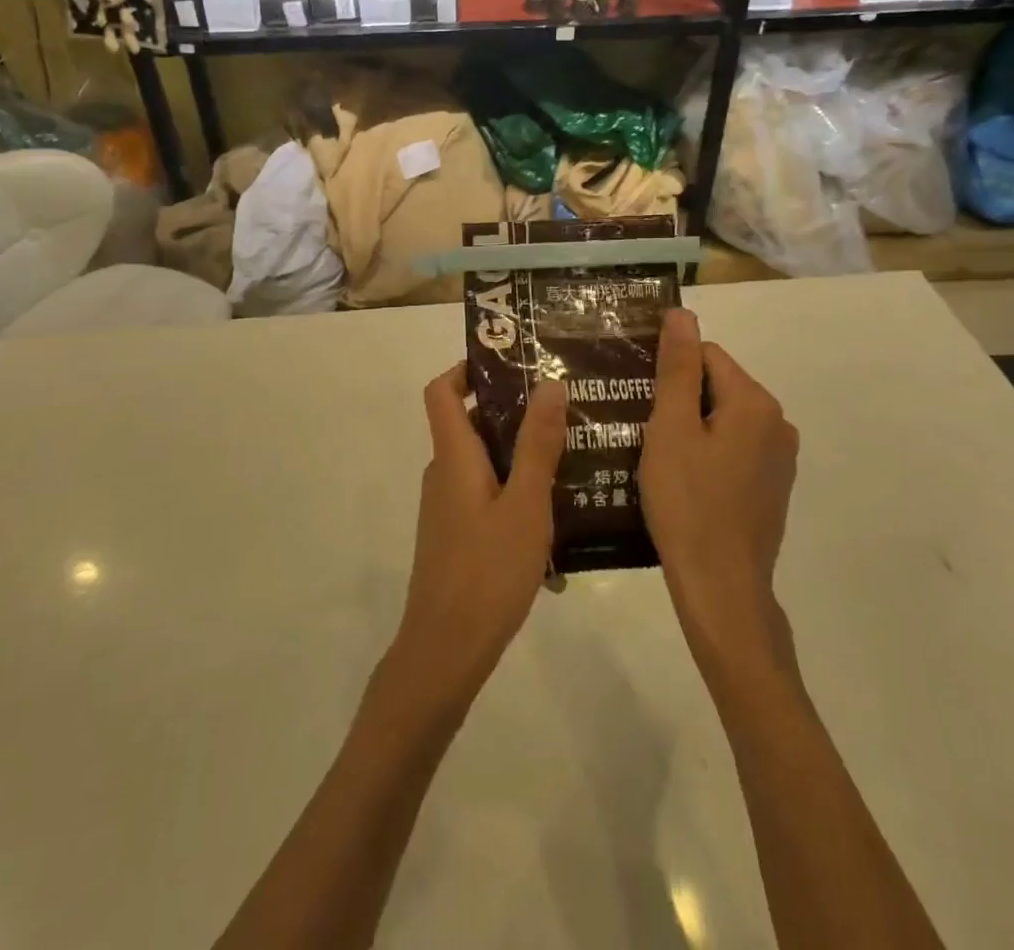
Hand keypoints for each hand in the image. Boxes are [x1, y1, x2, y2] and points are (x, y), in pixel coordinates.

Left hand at [390, 366, 566, 709]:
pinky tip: (556, 513)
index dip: (467, 369)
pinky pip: (486, 494)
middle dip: (513, 412)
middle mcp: (444, 473)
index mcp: (454, 456)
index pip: (441, 391)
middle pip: (470, 423)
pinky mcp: (457, 535)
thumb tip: (548, 383)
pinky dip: (515, 490)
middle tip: (563, 408)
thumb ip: (538, 445)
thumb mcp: (526, 505)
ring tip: (571, 455)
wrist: (446, 650)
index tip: (511, 363)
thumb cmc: (487, 571)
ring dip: (520, 454)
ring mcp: (448, 506)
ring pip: (484, 462)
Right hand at [638, 309, 799, 681]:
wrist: (721, 588)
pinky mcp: (773, 485)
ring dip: (692, 427)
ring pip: (724, 419)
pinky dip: (709, 453)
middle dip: (680, 399)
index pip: (705, 355)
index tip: (640, 398)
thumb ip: (677, 367)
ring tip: (657, 455)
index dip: (668, 371)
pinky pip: (735, 448)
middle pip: (717, 386)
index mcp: (755, 402)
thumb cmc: (687, 502)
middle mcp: (779, 422)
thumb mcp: (670, 429)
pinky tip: (684, 481)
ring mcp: (781, 457)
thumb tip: (682, 313)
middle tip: (643, 430)